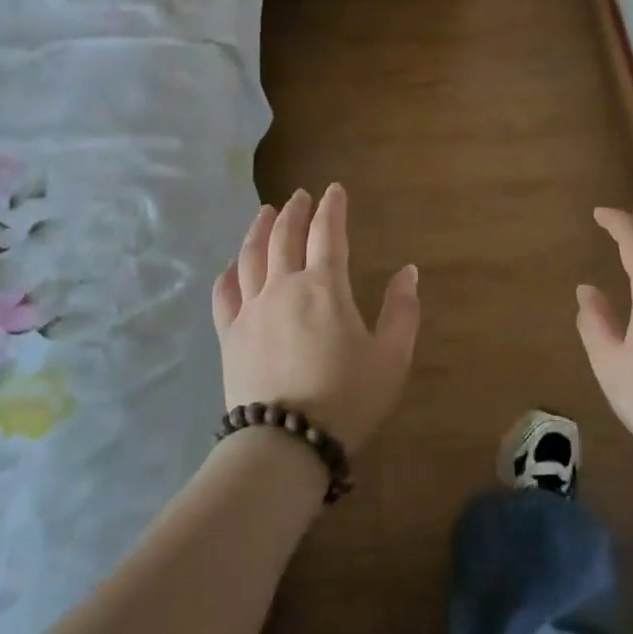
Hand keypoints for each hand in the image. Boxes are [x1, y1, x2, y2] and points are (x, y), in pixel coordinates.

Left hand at [212, 184, 419, 454]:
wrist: (286, 443)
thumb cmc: (347, 399)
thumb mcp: (391, 357)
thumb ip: (402, 310)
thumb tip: (408, 270)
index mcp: (325, 287)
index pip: (327, 233)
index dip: (331, 208)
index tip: (334, 190)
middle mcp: (284, 287)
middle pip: (285, 236)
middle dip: (294, 211)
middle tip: (299, 196)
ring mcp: (251, 309)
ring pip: (251, 256)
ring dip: (259, 229)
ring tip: (264, 213)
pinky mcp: (229, 334)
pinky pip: (224, 294)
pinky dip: (228, 273)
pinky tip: (232, 266)